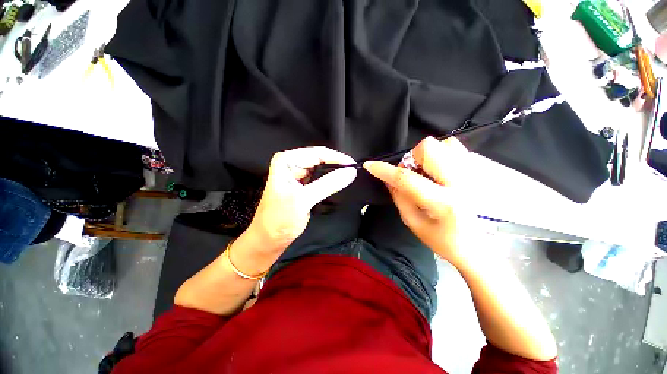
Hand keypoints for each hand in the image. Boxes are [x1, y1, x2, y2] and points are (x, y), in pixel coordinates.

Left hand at [246, 146, 356, 251]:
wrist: (270, 239)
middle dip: (336, 165)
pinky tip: (339, 182)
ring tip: (349, 176)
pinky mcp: (304, 185)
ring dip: (335, 172)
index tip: (353, 164)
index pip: (316, 153)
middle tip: (353, 171)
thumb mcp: (303, 199)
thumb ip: (328, 184)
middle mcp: (292, 164)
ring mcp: (298, 175)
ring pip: (322, 169)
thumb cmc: (279, 219)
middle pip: (320, 159)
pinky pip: (321, 179)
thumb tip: (350, 172)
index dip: (336, 157)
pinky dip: (330, 180)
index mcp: (286, 161)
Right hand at [364, 136, 475, 267]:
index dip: (385, 170)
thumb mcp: (414, 222)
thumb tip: (387, 178)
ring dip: (427, 157)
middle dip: (413, 158)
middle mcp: (461, 182)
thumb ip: (399, 197)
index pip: (407, 179)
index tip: (370, 165)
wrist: (479, 245)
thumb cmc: (443, 240)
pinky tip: (440, 172)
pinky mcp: (477, 170)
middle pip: (429, 148)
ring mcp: (473, 173)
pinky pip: (455, 148)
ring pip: (443, 144)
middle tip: (413, 174)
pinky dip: (441, 155)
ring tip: (427, 174)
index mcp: (443, 202)